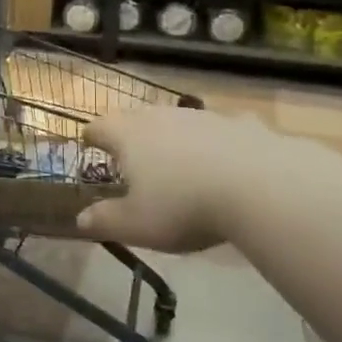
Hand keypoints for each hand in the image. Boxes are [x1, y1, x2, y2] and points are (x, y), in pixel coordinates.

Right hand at [78, 107, 279, 252]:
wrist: (261, 186)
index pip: (99, 127)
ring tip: (175, 162)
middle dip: (128, 134)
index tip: (89, 148)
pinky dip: (214, 142)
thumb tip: (80, 220)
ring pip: (176, 119)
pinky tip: (224, 161)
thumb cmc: (184, 206)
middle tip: (129, 157)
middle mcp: (160, 116)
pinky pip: (218, 130)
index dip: (91, 138)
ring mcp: (201, 116)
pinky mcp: (238, 124)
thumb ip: (105, 221)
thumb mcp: (137, 225)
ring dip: (170, 136)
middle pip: (134, 117)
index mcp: (128, 135)